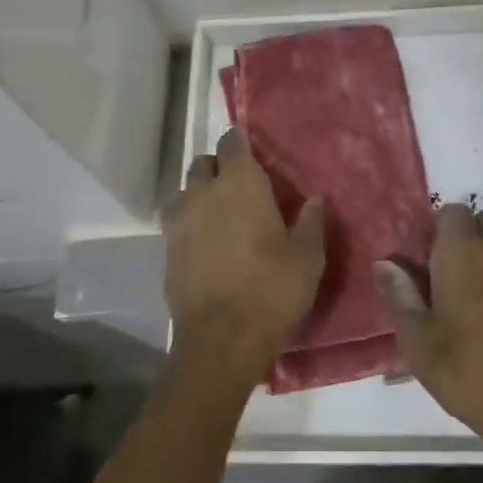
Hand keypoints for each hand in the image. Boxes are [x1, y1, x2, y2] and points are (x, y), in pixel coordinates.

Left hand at [162, 128, 325, 387]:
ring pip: (185, 191)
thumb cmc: (271, 290)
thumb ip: (312, 222)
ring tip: (218, 213)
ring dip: (199, 194)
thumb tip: (316, 199)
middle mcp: (203, 193)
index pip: (232, 143)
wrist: (221, 339)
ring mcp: (179, 221)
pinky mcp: (166, 250)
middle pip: (202, 163)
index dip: (240, 142)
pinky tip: (204, 242)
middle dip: (218, 167)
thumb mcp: (307, 258)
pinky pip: (175, 222)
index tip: (251, 149)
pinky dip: (189, 222)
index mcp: (240, 184)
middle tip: (239, 185)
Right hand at [375, 205, 482, 472]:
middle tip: (448, 270)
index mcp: (464, 253)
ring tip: (470, 294)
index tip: (423, 259)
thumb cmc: (472, 373)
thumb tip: (383, 264)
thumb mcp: (420, 344)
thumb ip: (400, 298)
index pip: (451, 212)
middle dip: (468, 233)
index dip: (436, 230)